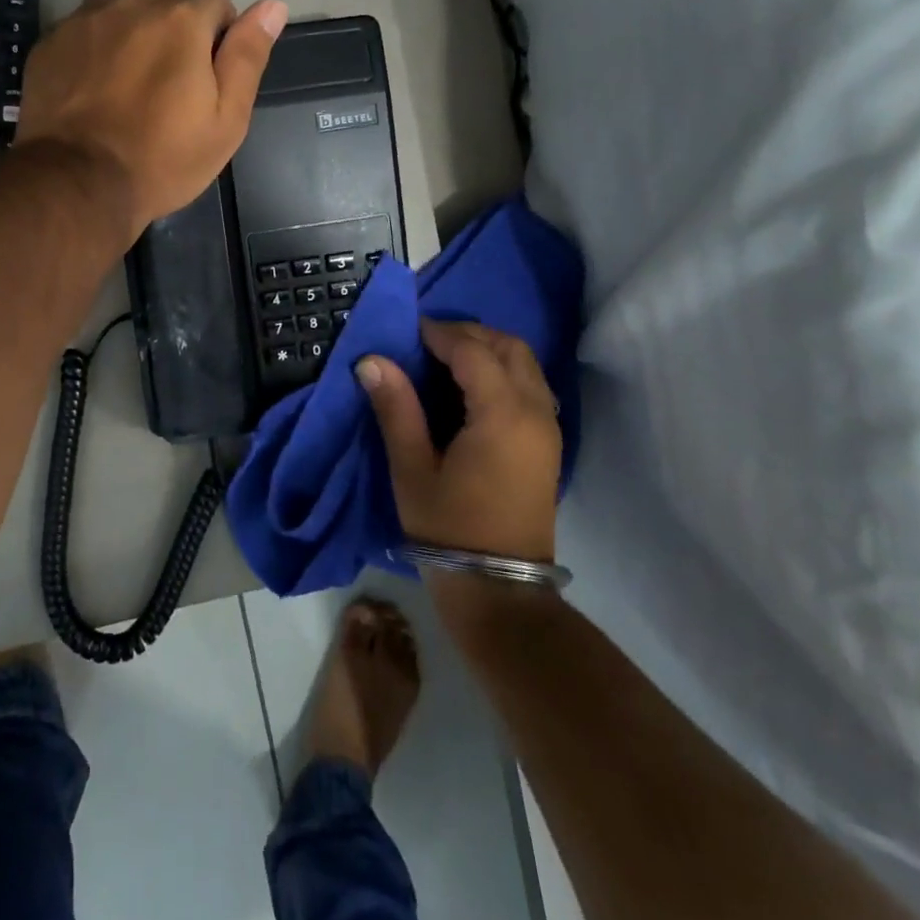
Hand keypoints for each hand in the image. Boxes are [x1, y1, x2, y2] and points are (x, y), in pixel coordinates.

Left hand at [16, 0, 286, 238]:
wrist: (78, 184)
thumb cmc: (164, 158)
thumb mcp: (226, 119)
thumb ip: (248, 56)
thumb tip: (273, 5)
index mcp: (180, 19)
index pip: (215, 1)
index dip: (220, 37)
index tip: (209, 78)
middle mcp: (130, 4)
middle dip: (178, 26)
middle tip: (172, 80)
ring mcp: (84, 21)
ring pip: (123, 8)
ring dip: (136, 31)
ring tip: (132, 82)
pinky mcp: (50, 42)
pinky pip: (86, 28)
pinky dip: (98, 46)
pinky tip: (96, 86)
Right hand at [358, 319, 561, 562]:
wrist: (499, 589)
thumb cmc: (449, 528)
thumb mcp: (412, 468)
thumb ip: (396, 408)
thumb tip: (371, 360)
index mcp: (502, 414)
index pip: (473, 351)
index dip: (439, 333)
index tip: (407, 330)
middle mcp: (535, 411)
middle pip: (509, 347)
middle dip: (469, 333)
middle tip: (427, 340)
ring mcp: (548, 427)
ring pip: (525, 363)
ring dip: (489, 349)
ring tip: (446, 358)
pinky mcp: (548, 443)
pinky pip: (531, 385)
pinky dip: (504, 370)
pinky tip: (471, 387)